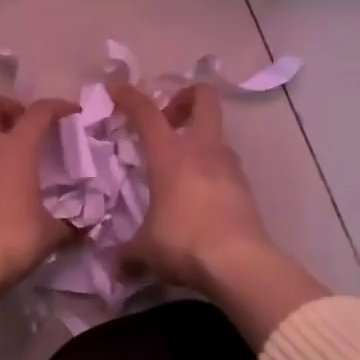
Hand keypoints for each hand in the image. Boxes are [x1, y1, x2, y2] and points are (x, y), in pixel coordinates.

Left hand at [0, 92, 77, 309]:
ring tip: (10, 154)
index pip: (38, 112)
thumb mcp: (50, 234)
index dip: (57, 106)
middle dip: (8, 106)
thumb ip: (69, 225)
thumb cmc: (13, 239)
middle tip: (25, 126)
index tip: (72, 111)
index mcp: (15, 149)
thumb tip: (83, 229)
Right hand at [112, 82, 326, 346]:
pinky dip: (210, 169)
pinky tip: (197, 195)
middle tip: (167, 119)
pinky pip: (225, 164)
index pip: (146, 111)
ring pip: (216, 134)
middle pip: (203, 99)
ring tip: (179, 166)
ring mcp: (228, 166)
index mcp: (170, 154)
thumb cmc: (183, 242)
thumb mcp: (145, 250)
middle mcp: (202, 150)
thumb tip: (115, 268)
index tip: (115, 90)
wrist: (239, 262)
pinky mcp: (245, 187)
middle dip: (184, 98)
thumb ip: (127, 254)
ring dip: (198, 139)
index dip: (129, 96)